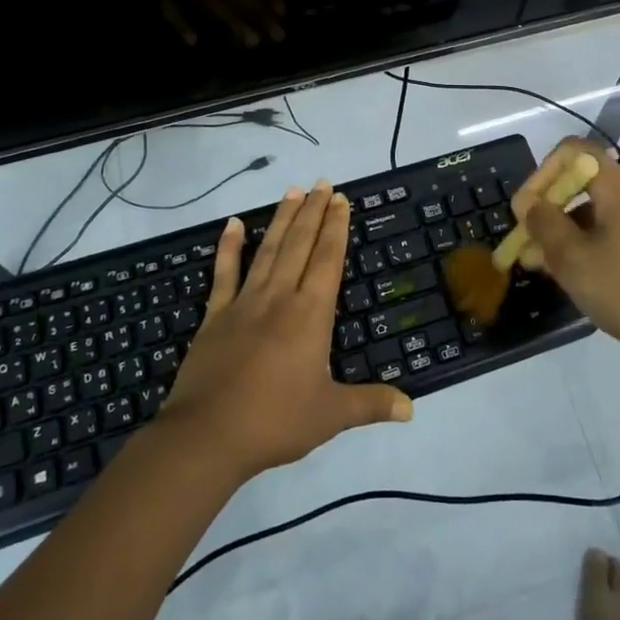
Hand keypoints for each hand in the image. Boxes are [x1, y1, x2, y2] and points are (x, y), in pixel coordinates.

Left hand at [160, 182, 411, 479]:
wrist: (206, 436)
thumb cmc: (275, 421)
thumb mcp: (330, 415)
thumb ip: (371, 404)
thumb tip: (413, 408)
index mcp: (310, 314)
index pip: (327, 259)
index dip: (336, 227)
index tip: (341, 199)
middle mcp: (279, 297)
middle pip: (300, 244)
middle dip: (314, 212)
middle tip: (323, 183)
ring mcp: (244, 302)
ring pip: (268, 250)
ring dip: (282, 219)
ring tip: (293, 191)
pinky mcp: (215, 315)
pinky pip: (224, 273)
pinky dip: (229, 247)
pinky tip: (233, 224)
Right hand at [515, 138, 619, 370]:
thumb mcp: (573, 260)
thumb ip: (545, 224)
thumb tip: (530, 204)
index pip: (574, 151)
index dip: (543, 173)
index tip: (526, 209)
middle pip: (585, 181)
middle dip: (550, 207)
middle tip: (527, 241)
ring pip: (600, 209)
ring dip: (567, 229)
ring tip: (543, 264)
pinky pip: (618, 228)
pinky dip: (591, 240)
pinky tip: (577, 272)